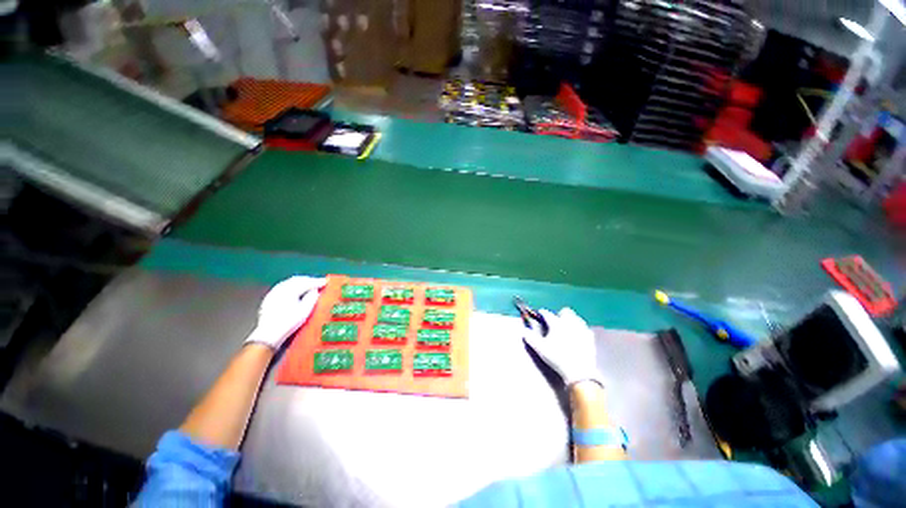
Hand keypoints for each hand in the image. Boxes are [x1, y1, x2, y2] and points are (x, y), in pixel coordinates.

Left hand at [245, 276, 326, 349]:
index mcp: (290, 290)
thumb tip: (315, 290)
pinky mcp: (269, 298)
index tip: (326, 282)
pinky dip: (291, 286)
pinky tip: (294, 291)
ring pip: (289, 282)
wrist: (268, 334)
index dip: (317, 282)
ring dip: (300, 282)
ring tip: (308, 285)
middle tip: (318, 282)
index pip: (306, 282)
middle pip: (297, 280)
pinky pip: (282, 287)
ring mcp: (273, 292)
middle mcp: (280, 288)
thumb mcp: (305, 311)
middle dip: (308, 280)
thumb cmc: (289, 322)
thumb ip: (312, 298)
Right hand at [523, 307, 601, 386]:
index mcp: (557, 324)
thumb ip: (530, 337)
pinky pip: (584, 327)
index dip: (542, 313)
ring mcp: (581, 329)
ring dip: (570, 319)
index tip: (540, 314)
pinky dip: (579, 328)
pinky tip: (577, 335)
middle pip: (565, 311)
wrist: (579, 372)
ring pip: (576, 317)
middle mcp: (570, 323)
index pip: (547, 314)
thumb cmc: (557, 358)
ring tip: (566, 326)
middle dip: (559, 313)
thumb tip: (523, 330)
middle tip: (555, 321)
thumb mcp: (540, 348)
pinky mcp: (590, 337)